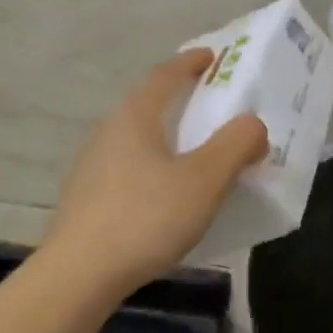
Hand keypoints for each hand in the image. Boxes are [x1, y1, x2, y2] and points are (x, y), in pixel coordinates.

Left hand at [42, 49, 268, 294]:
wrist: (78, 276)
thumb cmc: (145, 218)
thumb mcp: (204, 181)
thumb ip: (236, 145)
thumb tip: (254, 125)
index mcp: (135, 117)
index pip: (165, 74)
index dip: (191, 62)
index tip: (214, 56)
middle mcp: (108, 132)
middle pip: (149, 103)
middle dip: (181, 99)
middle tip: (213, 106)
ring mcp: (92, 166)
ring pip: (138, 138)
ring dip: (168, 135)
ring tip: (195, 153)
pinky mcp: (87, 198)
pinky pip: (129, 167)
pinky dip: (154, 165)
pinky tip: (167, 194)